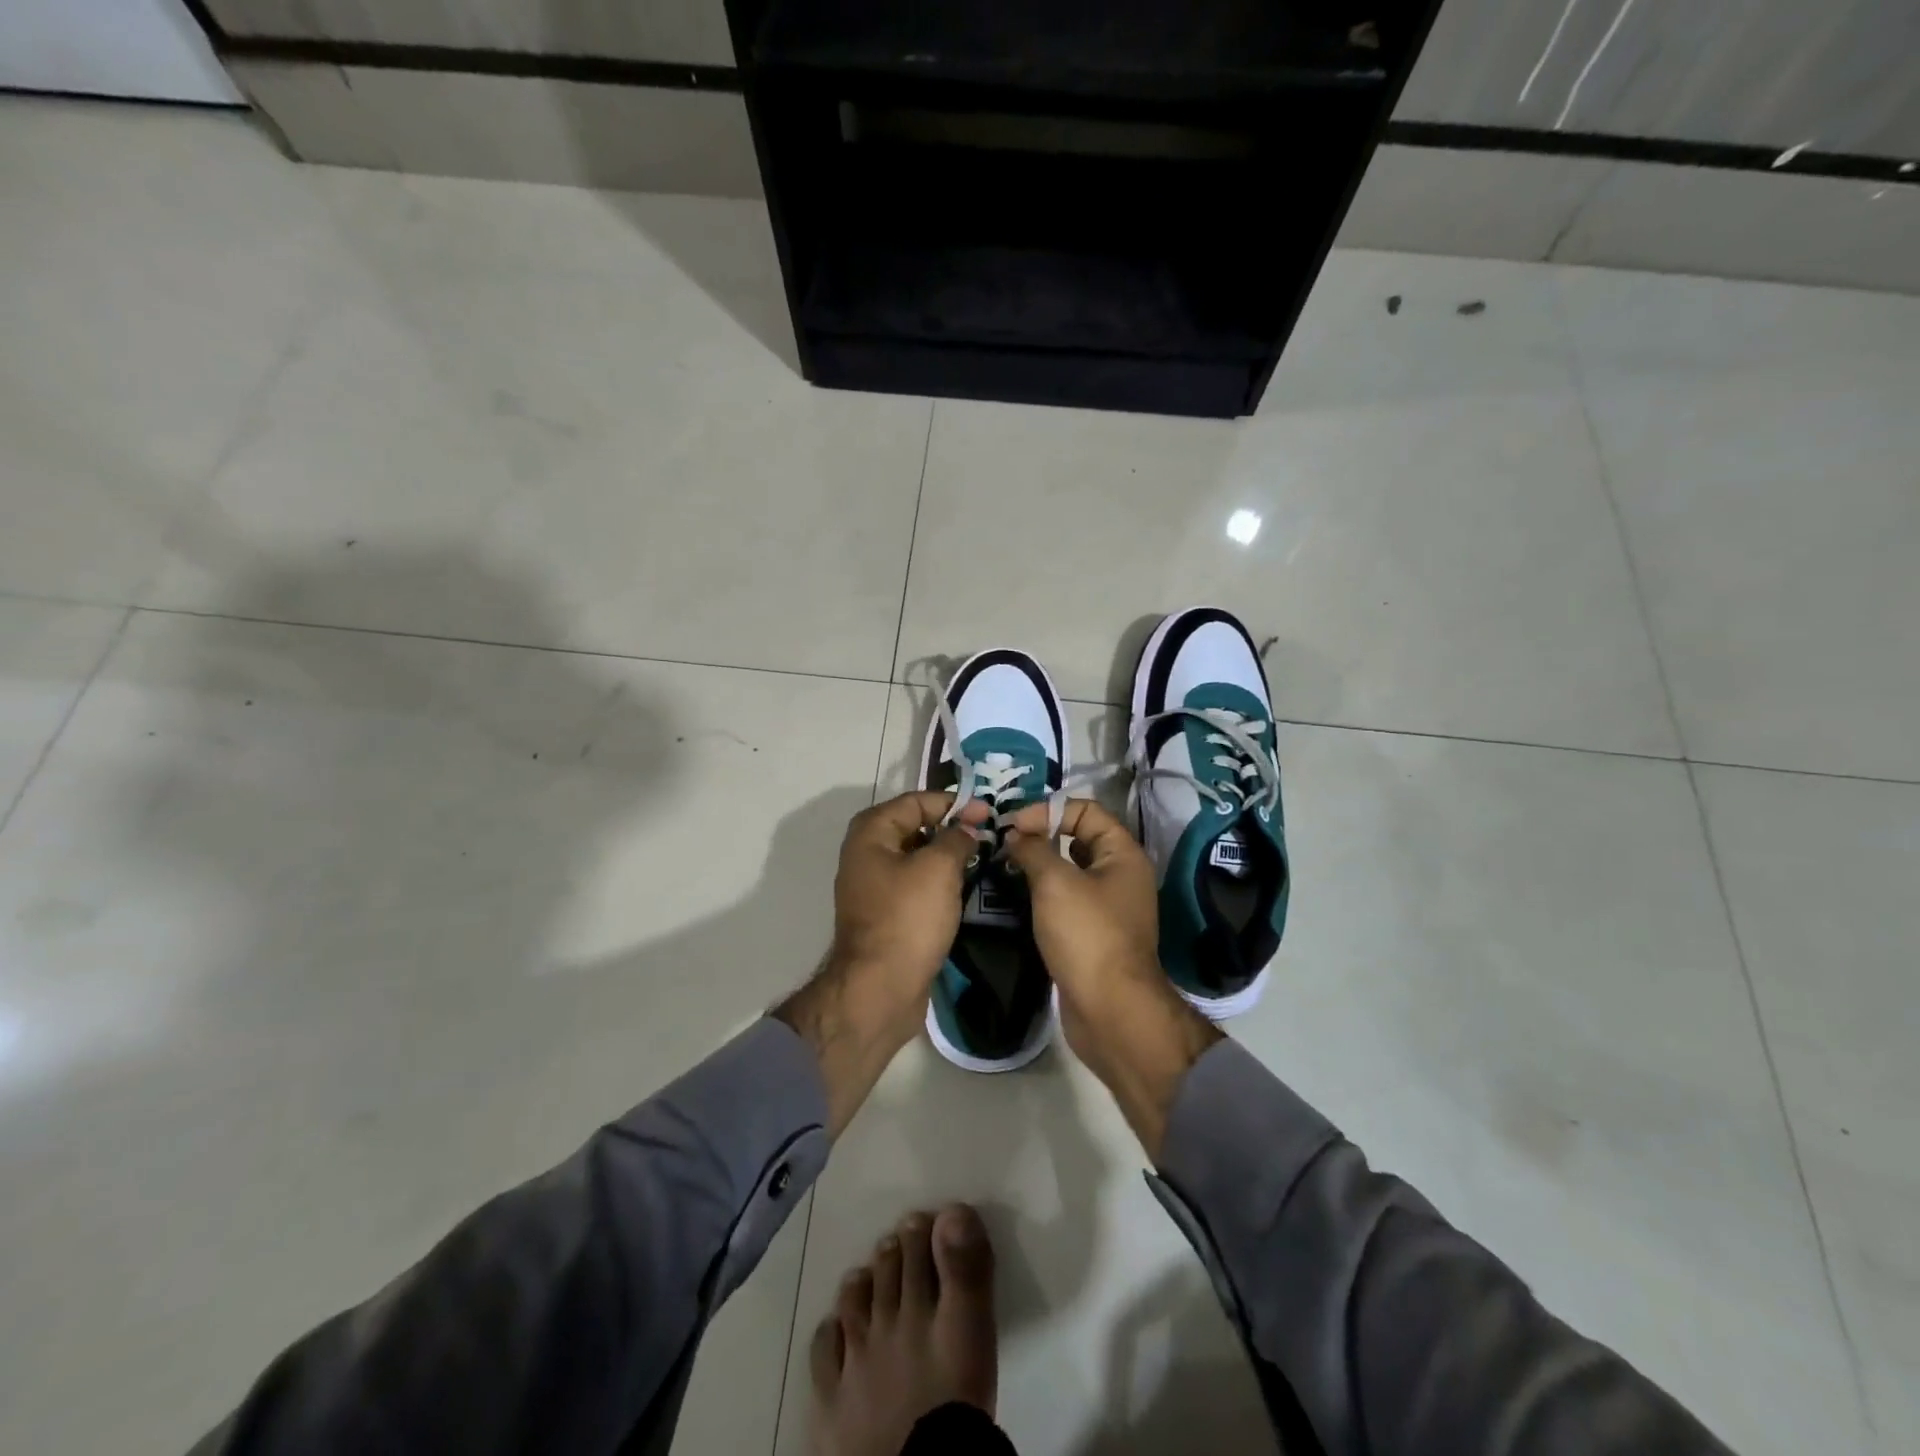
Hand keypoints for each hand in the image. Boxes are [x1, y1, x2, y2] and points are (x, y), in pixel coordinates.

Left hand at [776, 791, 987, 1134]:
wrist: (880, 989)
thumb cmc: (907, 919)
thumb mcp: (938, 869)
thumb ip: (957, 837)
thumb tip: (970, 823)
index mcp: (871, 833)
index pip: (916, 801)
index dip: (953, 803)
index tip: (988, 812)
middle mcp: (866, 854)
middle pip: (915, 827)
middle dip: (952, 828)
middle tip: (990, 833)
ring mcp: (874, 886)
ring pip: (917, 858)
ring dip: (948, 856)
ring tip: (985, 857)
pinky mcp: (886, 914)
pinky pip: (916, 885)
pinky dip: (939, 882)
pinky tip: (966, 887)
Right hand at [1001, 798, 1158, 1005]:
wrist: (1110, 1010)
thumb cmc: (1087, 935)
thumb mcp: (1055, 883)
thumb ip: (1033, 849)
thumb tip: (1015, 835)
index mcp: (1122, 854)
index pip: (1086, 810)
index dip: (1048, 810)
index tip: (1012, 826)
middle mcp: (1120, 875)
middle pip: (1078, 838)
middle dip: (1041, 835)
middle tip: (1003, 842)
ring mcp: (1108, 907)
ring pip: (1070, 871)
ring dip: (1039, 865)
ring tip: (1004, 866)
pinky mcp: (1094, 934)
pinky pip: (1066, 900)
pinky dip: (1043, 894)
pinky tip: (1017, 897)